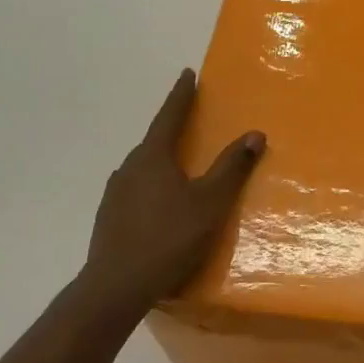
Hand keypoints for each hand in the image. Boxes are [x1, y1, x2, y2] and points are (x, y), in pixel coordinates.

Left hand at [75, 69, 264, 332]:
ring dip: (161, 159)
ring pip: (143, 166)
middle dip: (172, 128)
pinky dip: (151, 185)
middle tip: (189, 120)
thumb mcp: (210, 203)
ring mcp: (115, 194)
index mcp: (153, 157)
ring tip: (178, 164)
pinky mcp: (109, 218)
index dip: (181, 95)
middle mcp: (130, 168)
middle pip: (154, 140)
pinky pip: (135, 189)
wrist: (115, 288)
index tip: (188, 74)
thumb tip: (255, 133)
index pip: (170, 116)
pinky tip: (160, 202)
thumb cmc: (169, 238)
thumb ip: (232, 167)